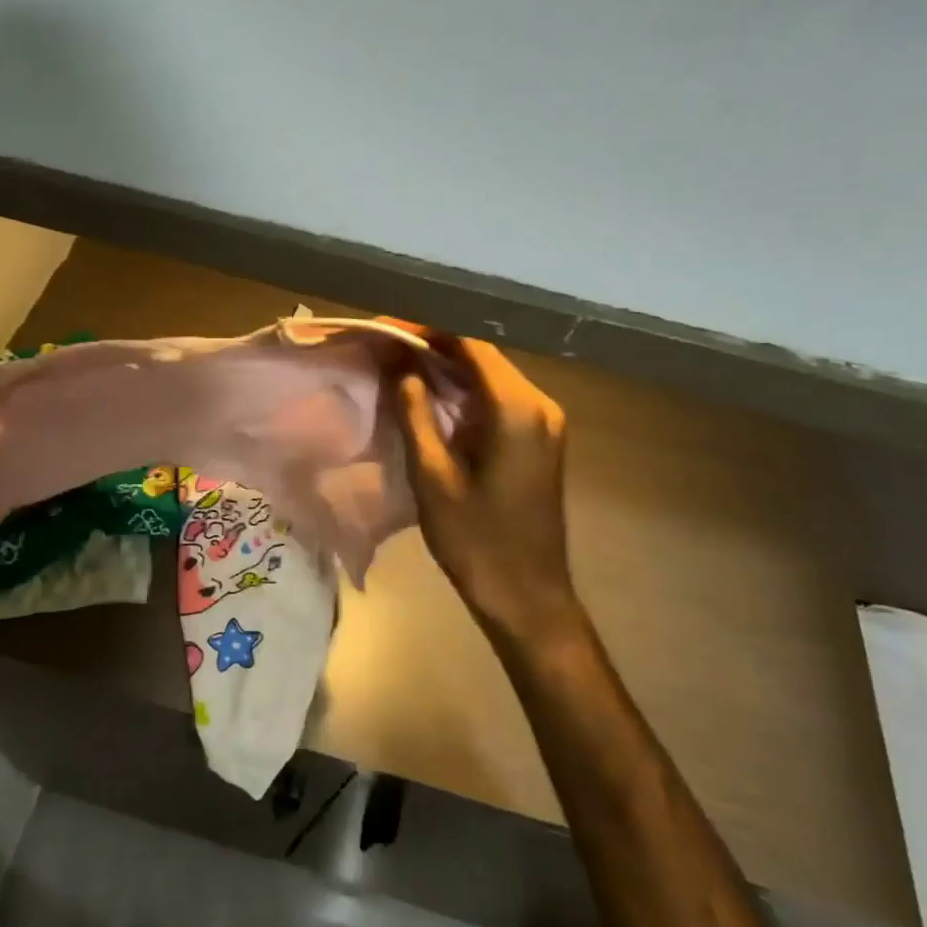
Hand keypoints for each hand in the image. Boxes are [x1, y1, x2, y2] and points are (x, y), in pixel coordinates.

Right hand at [393, 337, 578, 641]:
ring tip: (396, 363)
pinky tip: (428, 393)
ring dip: (445, 367)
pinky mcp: (538, 437)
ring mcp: (543, 420)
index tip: (384, 328)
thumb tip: (398, 366)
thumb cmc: (476, 540)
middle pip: (481, 355)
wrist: (527, 598)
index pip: (469, 344)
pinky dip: (462, 390)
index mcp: (517, 409)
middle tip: (383, 345)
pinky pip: (496, 398)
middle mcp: (538, 404)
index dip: (425, 330)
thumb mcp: (432, 476)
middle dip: (431, 345)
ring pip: (488, 375)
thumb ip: (415, 412)